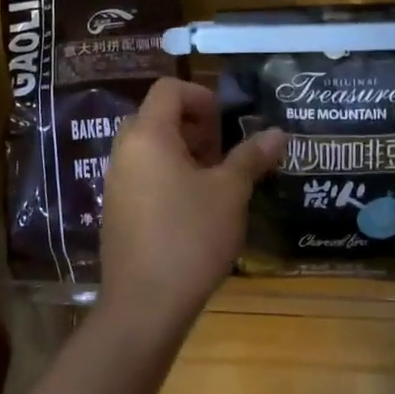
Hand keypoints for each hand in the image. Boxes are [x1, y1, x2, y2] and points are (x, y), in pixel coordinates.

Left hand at [100, 78, 285, 329]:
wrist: (145, 304)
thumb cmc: (190, 237)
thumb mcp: (230, 193)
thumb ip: (251, 157)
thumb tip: (278, 133)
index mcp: (148, 136)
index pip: (169, 89)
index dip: (203, 97)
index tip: (227, 126)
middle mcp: (124, 152)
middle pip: (159, 117)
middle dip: (196, 128)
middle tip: (223, 156)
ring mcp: (116, 183)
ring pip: (151, 149)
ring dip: (185, 155)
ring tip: (215, 185)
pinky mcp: (117, 211)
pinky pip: (144, 176)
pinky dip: (169, 178)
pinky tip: (194, 211)